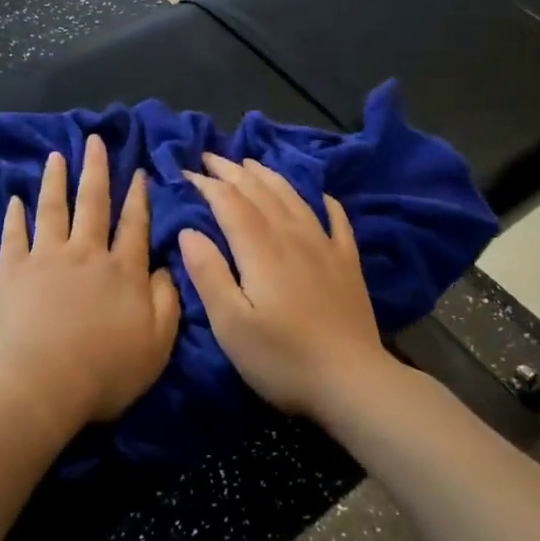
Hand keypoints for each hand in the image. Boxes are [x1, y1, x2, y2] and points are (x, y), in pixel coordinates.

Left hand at [0, 135, 180, 433]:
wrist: (41, 382)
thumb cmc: (105, 371)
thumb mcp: (157, 344)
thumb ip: (168, 301)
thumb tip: (167, 267)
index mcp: (123, 270)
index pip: (135, 224)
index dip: (138, 197)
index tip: (137, 171)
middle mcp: (87, 253)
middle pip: (94, 203)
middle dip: (96, 169)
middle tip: (94, 140)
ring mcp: (47, 257)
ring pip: (54, 208)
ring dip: (56, 180)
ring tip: (57, 155)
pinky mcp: (13, 269)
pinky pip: (14, 234)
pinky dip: (15, 215)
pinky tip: (15, 198)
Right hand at [179, 154, 393, 417]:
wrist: (354, 383)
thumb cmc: (282, 358)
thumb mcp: (231, 324)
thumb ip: (208, 273)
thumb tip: (189, 230)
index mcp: (261, 249)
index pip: (230, 202)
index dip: (207, 184)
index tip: (185, 173)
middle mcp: (293, 237)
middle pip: (260, 192)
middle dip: (232, 171)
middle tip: (210, 157)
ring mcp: (325, 247)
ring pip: (293, 198)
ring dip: (269, 176)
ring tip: (250, 163)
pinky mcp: (348, 264)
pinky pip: (336, 220)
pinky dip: (324, 201)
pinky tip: (320, 195)